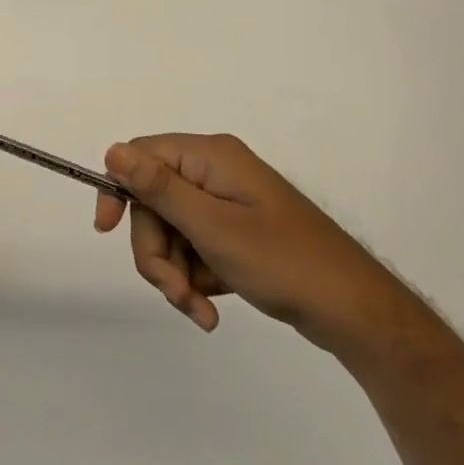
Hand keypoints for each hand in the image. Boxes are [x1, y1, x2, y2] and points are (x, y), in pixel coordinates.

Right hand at [94, 134, 398, 346]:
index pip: (141, 157)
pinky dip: (195, 279)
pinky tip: (211, 308)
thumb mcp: (212, 227)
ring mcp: (228, 204)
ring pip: (171, 232)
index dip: (119, 192)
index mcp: (210, 157)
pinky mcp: (237, 233)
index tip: (107, 231)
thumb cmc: (284, 262)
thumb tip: (112, 151)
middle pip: (154, 203)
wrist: (356, 313)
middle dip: (156, 251)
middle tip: (176, 291)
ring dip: (175, 273)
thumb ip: (158, 189)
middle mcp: (215, 172)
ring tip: (200, 311)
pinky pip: (195, 248)